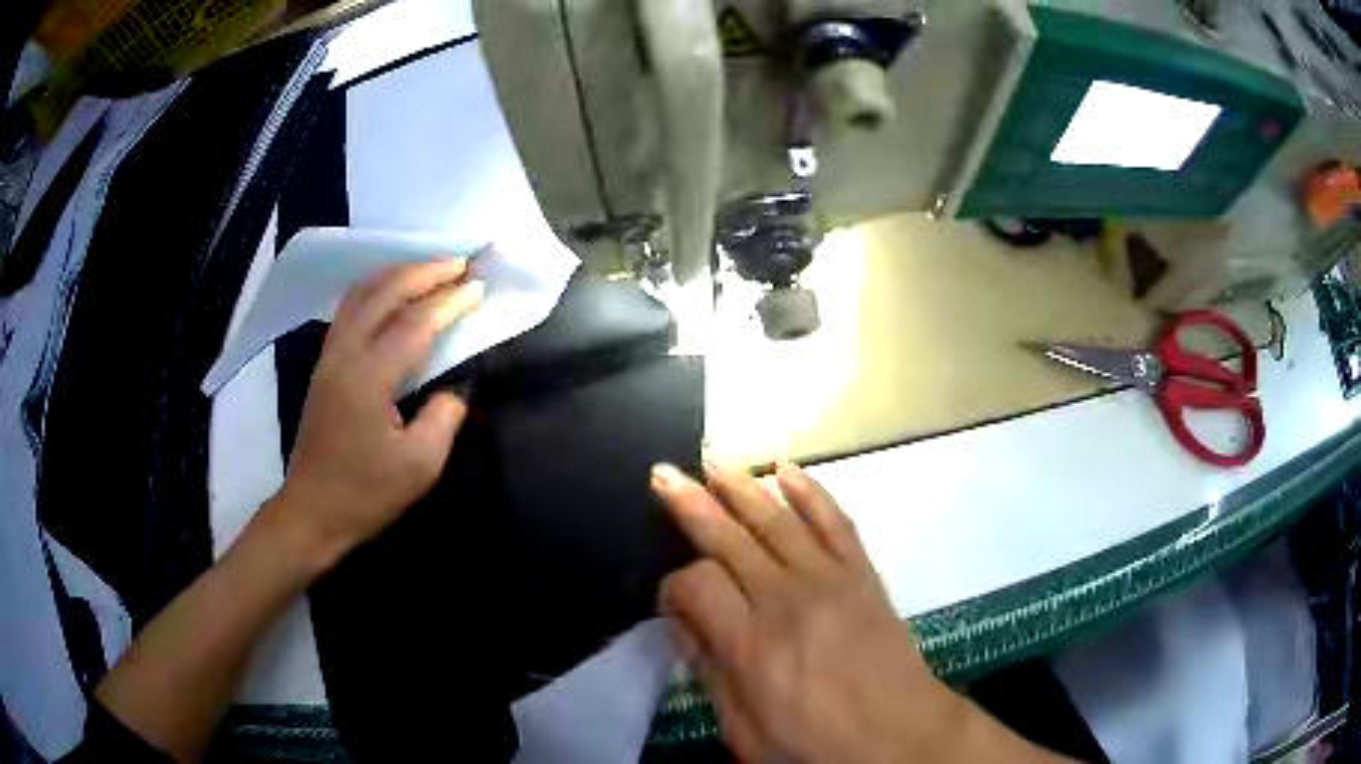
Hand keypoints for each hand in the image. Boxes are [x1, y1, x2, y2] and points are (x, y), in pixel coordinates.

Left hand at [272, 259, 483, 569]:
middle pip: (383, 293)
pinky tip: (392, 293)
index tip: (478, 286)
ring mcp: (329, 356)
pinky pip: (349, 309)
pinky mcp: (323, 365)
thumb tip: (455, 386)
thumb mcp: (419, 466)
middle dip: (423, 271)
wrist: (312, 511)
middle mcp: (344, 355)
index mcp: (368, 378)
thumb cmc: (365, 494)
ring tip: (429, 268)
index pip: (414, 324)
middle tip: (459, 262)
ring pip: (361, 294)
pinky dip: (376, 289)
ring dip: (397, 274)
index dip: (449, 302)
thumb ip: (444, 417)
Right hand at [651, 463, 1062, 763]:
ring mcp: (830, 580)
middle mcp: (786, 599)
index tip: (670, 601)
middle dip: (690, 502)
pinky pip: (835, 521)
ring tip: (714, 460)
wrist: (900, 738)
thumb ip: (709, 671)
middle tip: (664, 472)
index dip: (673, 586)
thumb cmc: (815, 745)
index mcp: (751, 644)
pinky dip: (811, 491)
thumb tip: (682, 624)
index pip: (696, 584)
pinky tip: (788, 469)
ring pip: (777, 519)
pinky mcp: (863, 574)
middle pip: (729, 537)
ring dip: (742, 485)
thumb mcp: (744, 729)